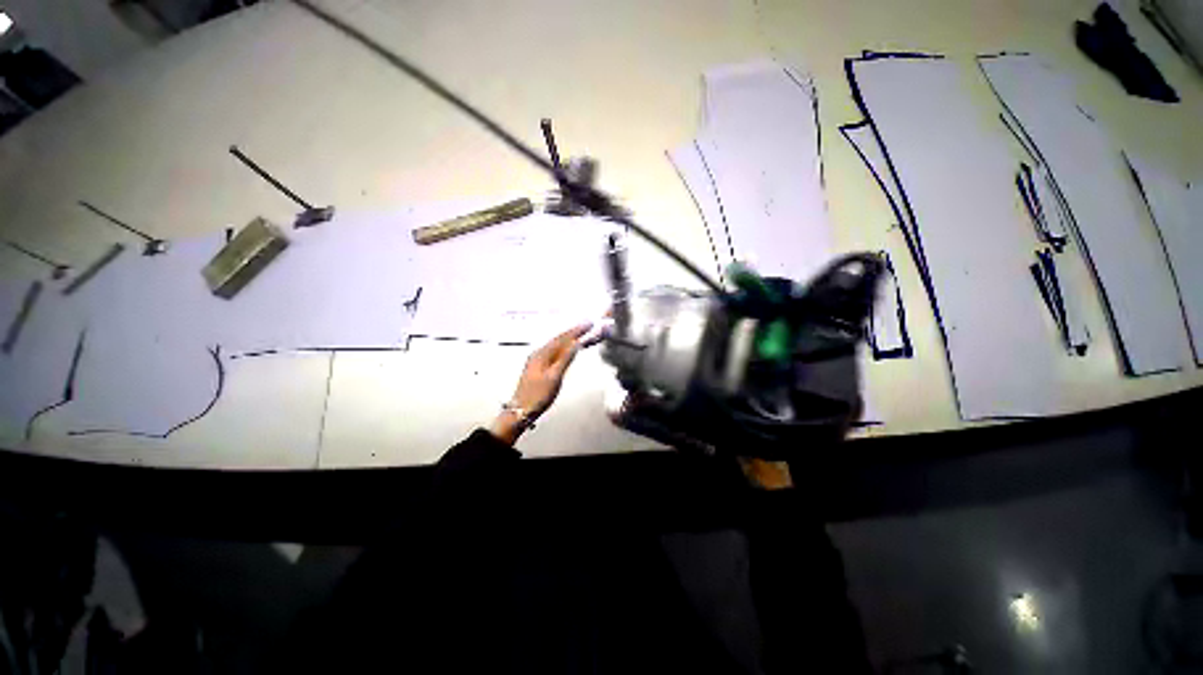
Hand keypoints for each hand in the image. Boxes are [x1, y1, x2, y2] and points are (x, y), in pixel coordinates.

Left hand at [489, 323, 591, 444]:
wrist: (521, 410)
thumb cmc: (538, 395)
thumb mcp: (554, 376)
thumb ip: (565, 358)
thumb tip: (576, 343)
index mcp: (542, 354)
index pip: (563, 338)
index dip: (577, 330)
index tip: (589, 324)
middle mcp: (538, 353)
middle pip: (559, 338)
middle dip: (574, 331)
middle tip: (588, 325)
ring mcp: (537, 359)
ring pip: (556, 344)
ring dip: (569, 337)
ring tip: (581, 332)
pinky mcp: (538, 366)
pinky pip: (554, 351)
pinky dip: (563, 346)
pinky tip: (567, 347)